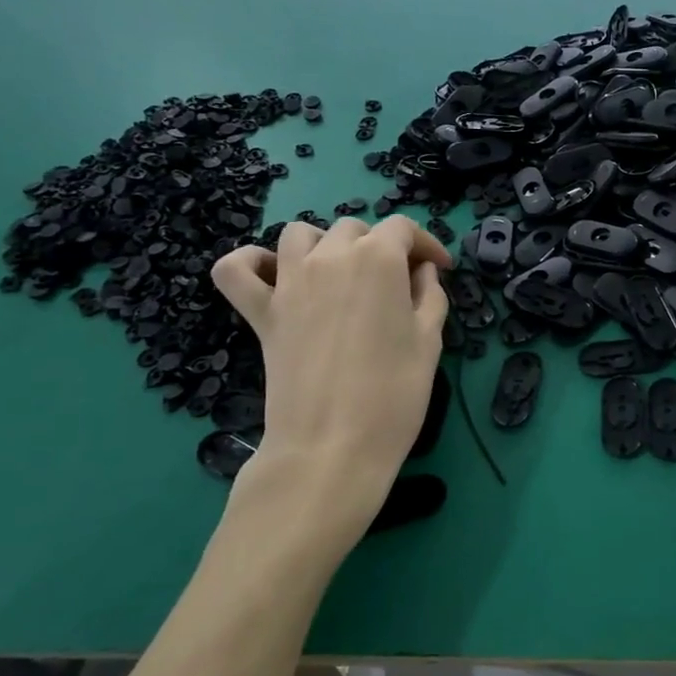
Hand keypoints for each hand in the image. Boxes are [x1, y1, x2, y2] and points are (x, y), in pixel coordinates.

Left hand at [211, 217, 450, 526]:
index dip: (426, 244)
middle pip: (355, 229)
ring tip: (340, 276)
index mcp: (378, 259)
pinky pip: (237, 269)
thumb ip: (430, 296)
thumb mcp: (430, 342)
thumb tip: (422, 272)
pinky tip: (273, 278)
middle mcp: (330, 257)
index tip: (439, 269)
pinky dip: (251, 264)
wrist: (333, 446)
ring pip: (300, 234)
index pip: (403, 228)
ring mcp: (288, 281)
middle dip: (381, 247)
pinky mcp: (260, 312)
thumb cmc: (395, 395)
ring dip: (324, 245)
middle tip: (397, 284)